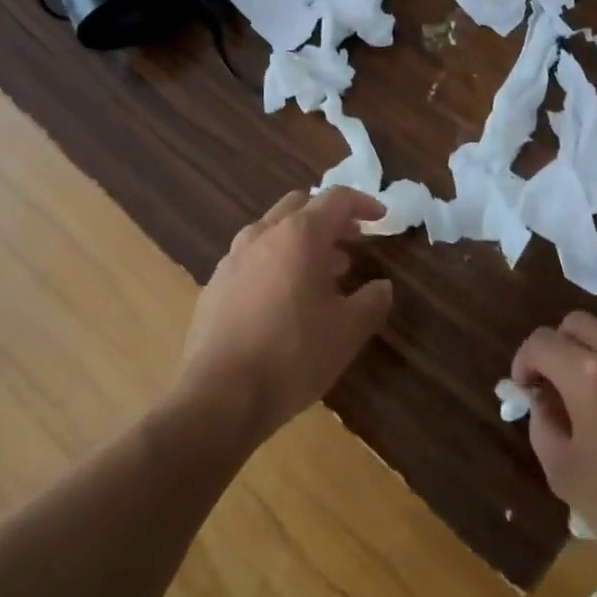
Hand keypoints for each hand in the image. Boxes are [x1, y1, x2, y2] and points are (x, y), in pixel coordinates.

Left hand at [176, 188, 391, 444]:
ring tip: (322, 273)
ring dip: (301, 240)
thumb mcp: (348, 332)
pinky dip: (276, 261)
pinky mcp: (215, 284)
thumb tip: (381, 286)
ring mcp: (233, 258)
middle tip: (351, 242)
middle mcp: (263, 234)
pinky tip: (284, 299)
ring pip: (273, 230)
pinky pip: (252, 257)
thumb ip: (371, 301)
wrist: (218, 397)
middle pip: (300, 205)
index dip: (363, 204)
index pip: (336, 199)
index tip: (380, 219)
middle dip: (329, 218)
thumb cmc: (293, 356)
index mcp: (299, 235)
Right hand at [513, 312, 596, 586]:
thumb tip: (543, 398)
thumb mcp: (562, 472)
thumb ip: (542, 421)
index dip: (524, 361)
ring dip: (591, 360)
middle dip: (556, 349)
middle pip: (576, 324)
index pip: (541, 342)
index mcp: (590, 375)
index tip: (525, 389)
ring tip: (592, 405)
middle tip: (553, 387)